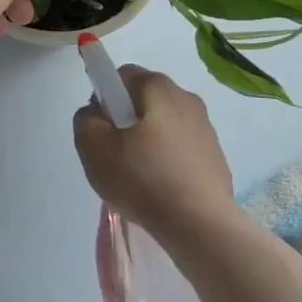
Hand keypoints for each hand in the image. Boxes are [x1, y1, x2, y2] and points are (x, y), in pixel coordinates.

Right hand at [72, 68, 235, 240]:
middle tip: (114, 154)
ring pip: (164, 125)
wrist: (200, 225)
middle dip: (125, 120)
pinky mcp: (216, 157)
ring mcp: (206, 128)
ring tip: (137, 177)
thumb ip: (85, 119)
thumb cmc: (143, 179)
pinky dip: (168, 161)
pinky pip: (181, 149)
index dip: (104, 97)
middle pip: (144, 99)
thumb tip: (97, 113)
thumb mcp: (93, 146)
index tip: (100, 128)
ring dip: (147, 141)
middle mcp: (187, 98)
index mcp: (158, 87)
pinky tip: (160, 189)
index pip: (122, 76)